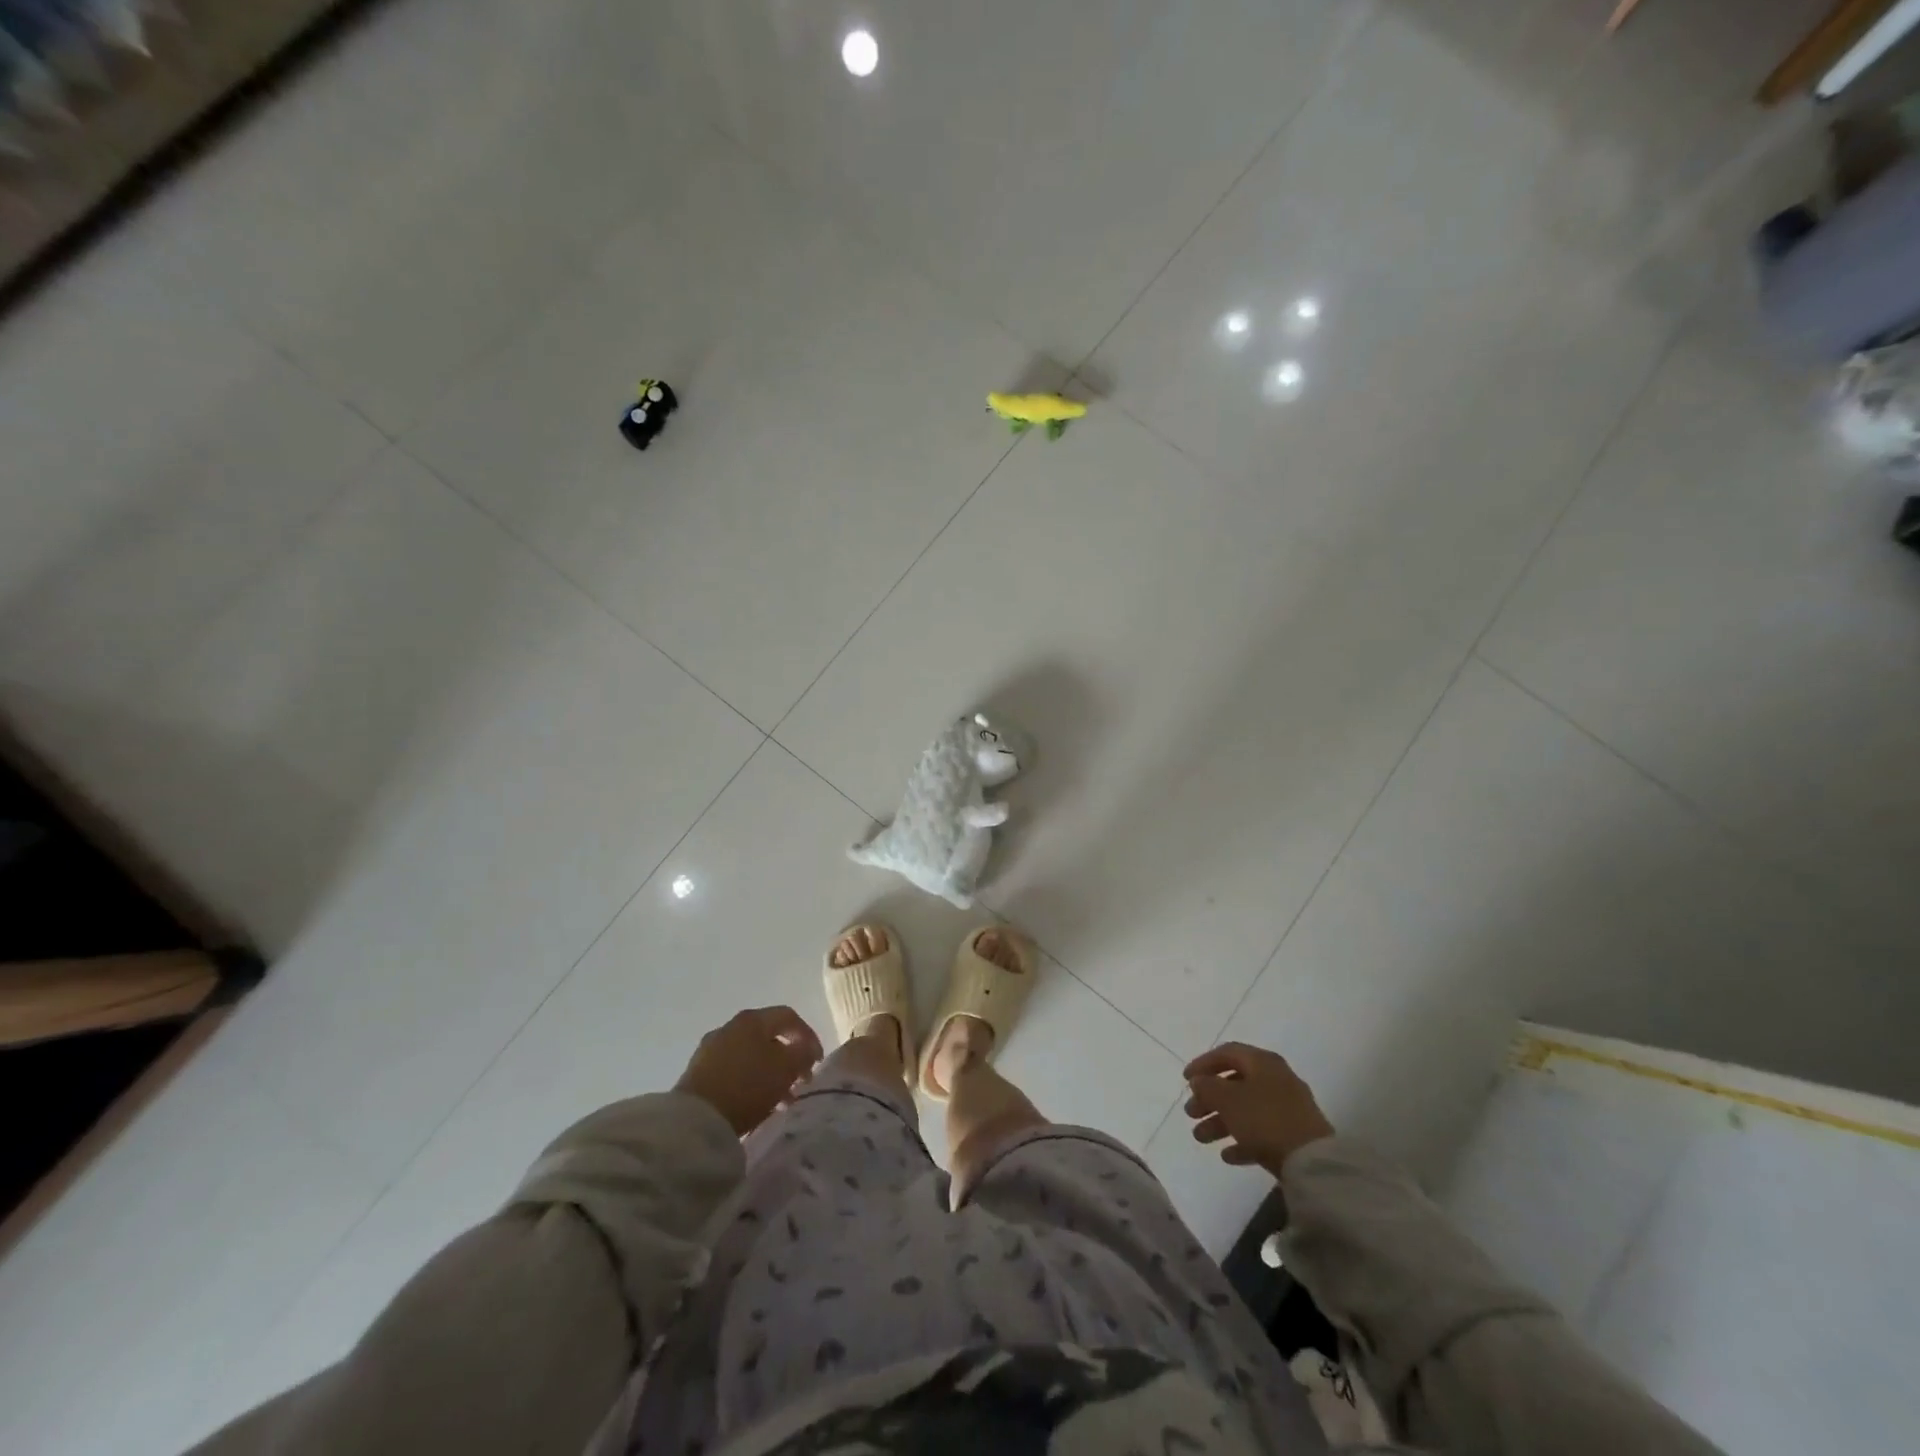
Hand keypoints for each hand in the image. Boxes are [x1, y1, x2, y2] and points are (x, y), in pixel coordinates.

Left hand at [675, 1006, 823, 1137]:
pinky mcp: (697, 1073)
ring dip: (769, 1072)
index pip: (788, 1017)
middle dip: (788, 1058)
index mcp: (752, 1019)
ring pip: (750, 1055)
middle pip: (768, 1036)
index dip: (809, 1036)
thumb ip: (803, 1054)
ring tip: (781, 1099)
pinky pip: (733, 1070)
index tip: (818, 1061)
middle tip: (800, 1081)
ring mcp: (710, 1049)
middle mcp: (730, 1027)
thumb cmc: (748, 1086)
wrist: (695, 1121)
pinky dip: (749, 1081)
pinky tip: (756, 1103)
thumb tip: (807, 1048)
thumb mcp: (786, 1069)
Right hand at [1183, 1042, 1334, 1174]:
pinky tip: (1227, 1156)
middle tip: (1190, 1113)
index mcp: (1262, 1062)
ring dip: (1220, 1122)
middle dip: (1209, 1099)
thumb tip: (1199, 1081)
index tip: (1185, 1080)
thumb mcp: (1228, 1099)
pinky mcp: (1294, 1135)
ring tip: (1200, 1138)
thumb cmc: (1264, 1119)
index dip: (1203, 1063)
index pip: (1227, 1053)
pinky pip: (1261, 1132)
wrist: (1312, 1162)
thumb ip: (1208, 1086)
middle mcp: (1276, 1079)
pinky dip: (1242, 1140)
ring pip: (1246, 1109)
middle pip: (1235, 1083)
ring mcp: (1288, 1108)